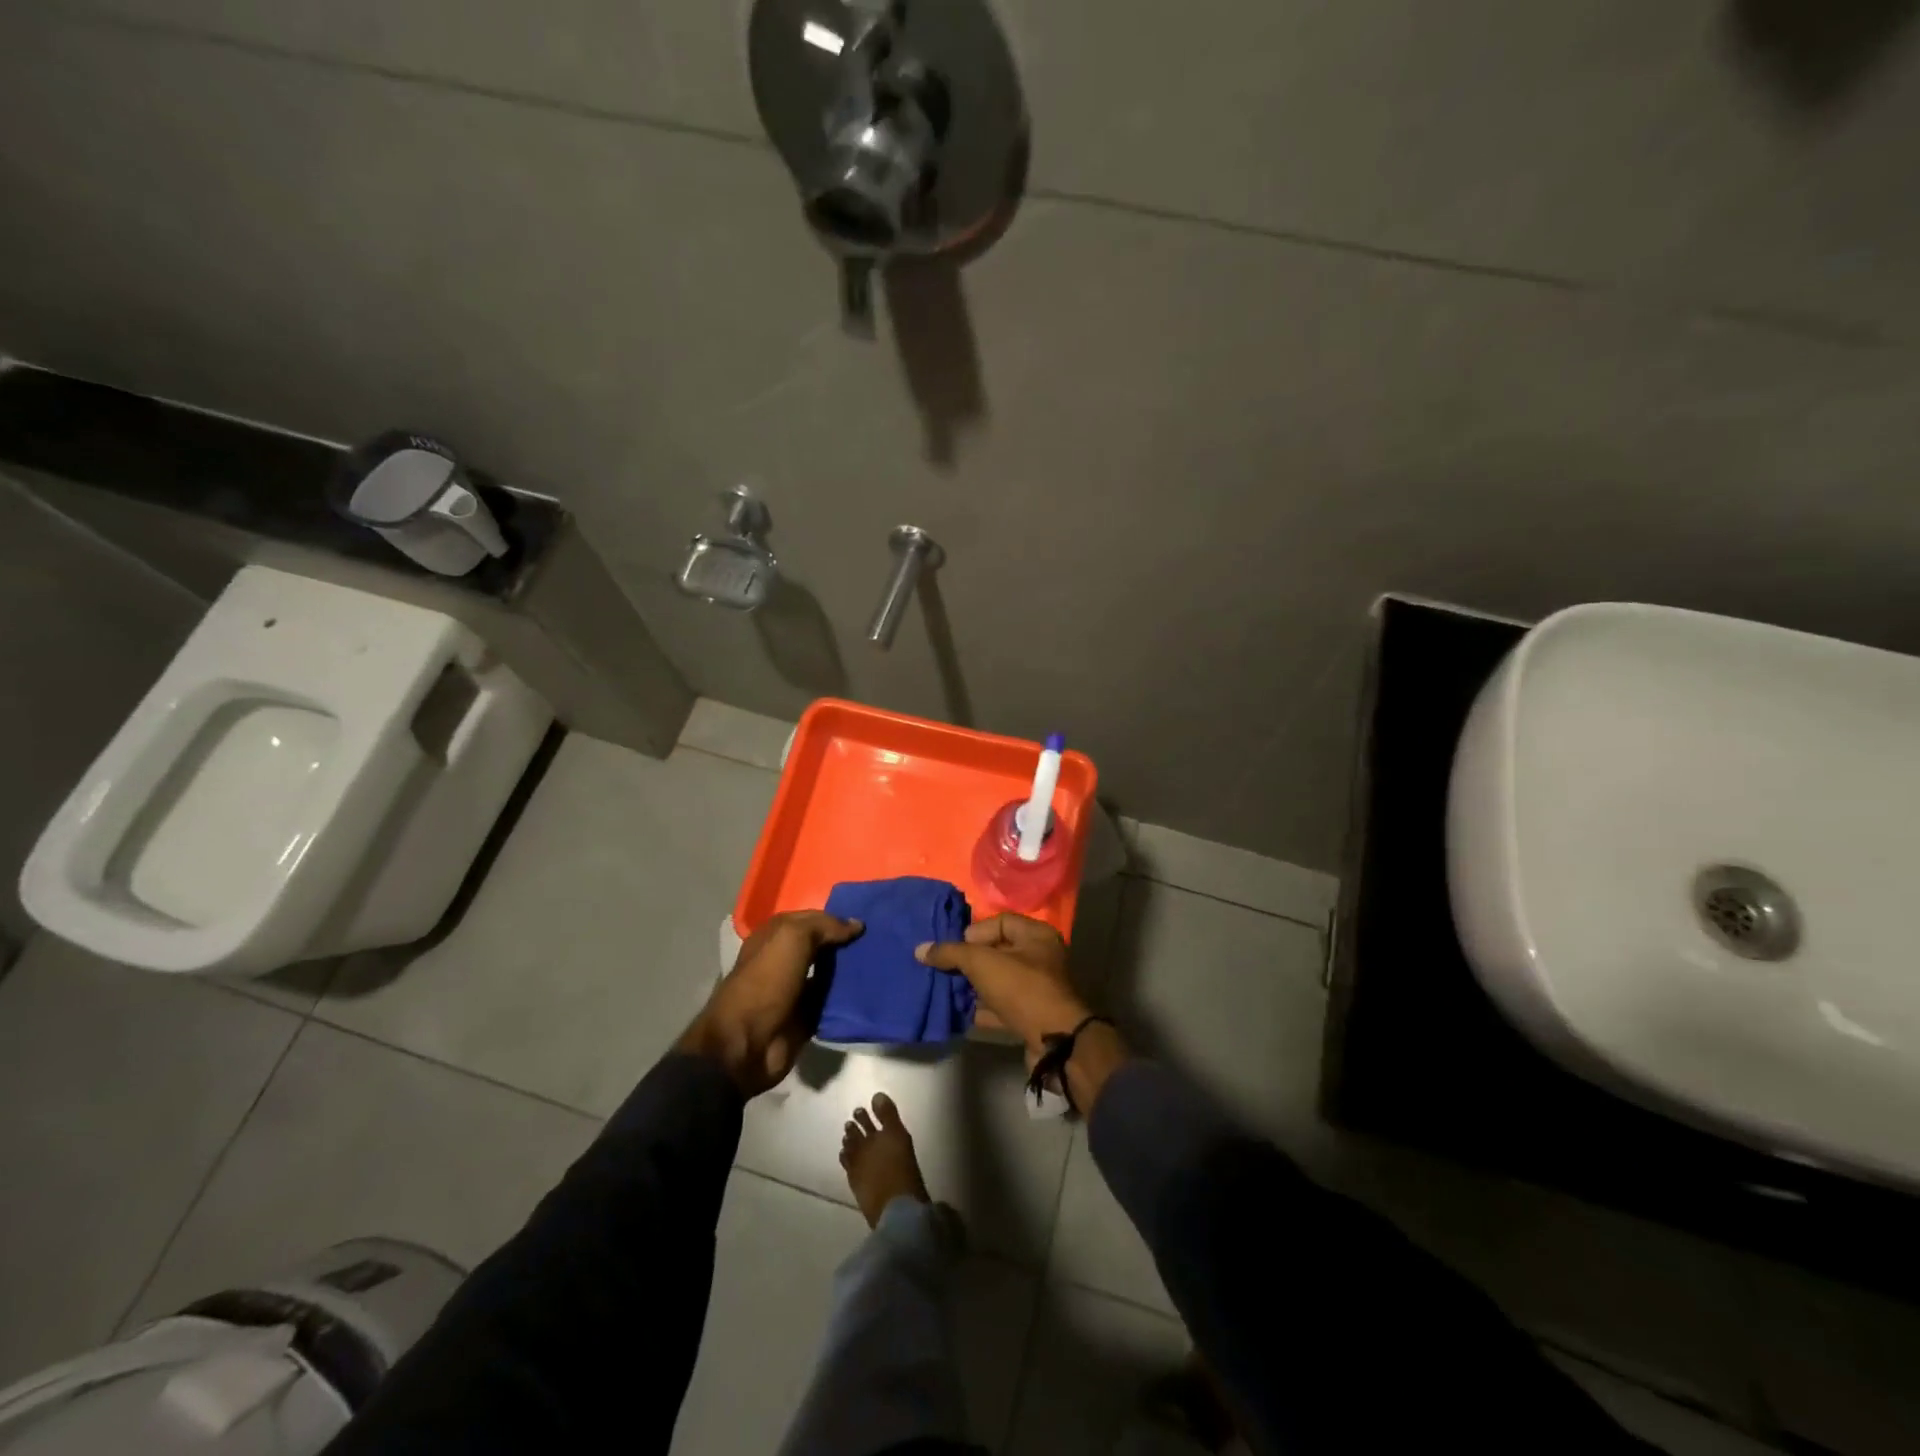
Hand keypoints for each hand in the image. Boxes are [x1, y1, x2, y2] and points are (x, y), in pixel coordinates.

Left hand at [679, 910, 862, 1097]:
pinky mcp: (806, 1016)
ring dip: (851, 968)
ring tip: (882, 961)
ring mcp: (796, 989)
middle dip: (847, 941)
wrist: (747, 1044)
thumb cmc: (765, 981)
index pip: (811, 918)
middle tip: (880, 938)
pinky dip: (849, 996)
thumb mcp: (792, 939)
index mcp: (774, 936)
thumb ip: (824, 926)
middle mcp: (785, 959)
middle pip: (822, 944)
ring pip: (831, 972)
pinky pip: (833, 1001)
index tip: (868, 917)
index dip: (836, 917)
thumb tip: (856, 925)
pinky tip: (873, 988)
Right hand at [915, 912, 1089, 1056]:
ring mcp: (1038, 989)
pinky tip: (960, 1013)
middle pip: (998, 952)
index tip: (955, 948)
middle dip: (970, 960)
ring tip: (947, 989)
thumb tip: (920, 949)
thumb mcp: (982, 963)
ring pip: (998, 981)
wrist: (1054, 1043)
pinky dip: (982, 1008)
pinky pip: (1002, 1006)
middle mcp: (1041, 958)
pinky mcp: (1032, 1016)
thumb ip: (951, 953)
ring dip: (974, 986)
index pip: (1001, 921)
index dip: (975, 932)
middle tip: (945, 968)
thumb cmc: (1021, 989)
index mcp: (1037, 935)